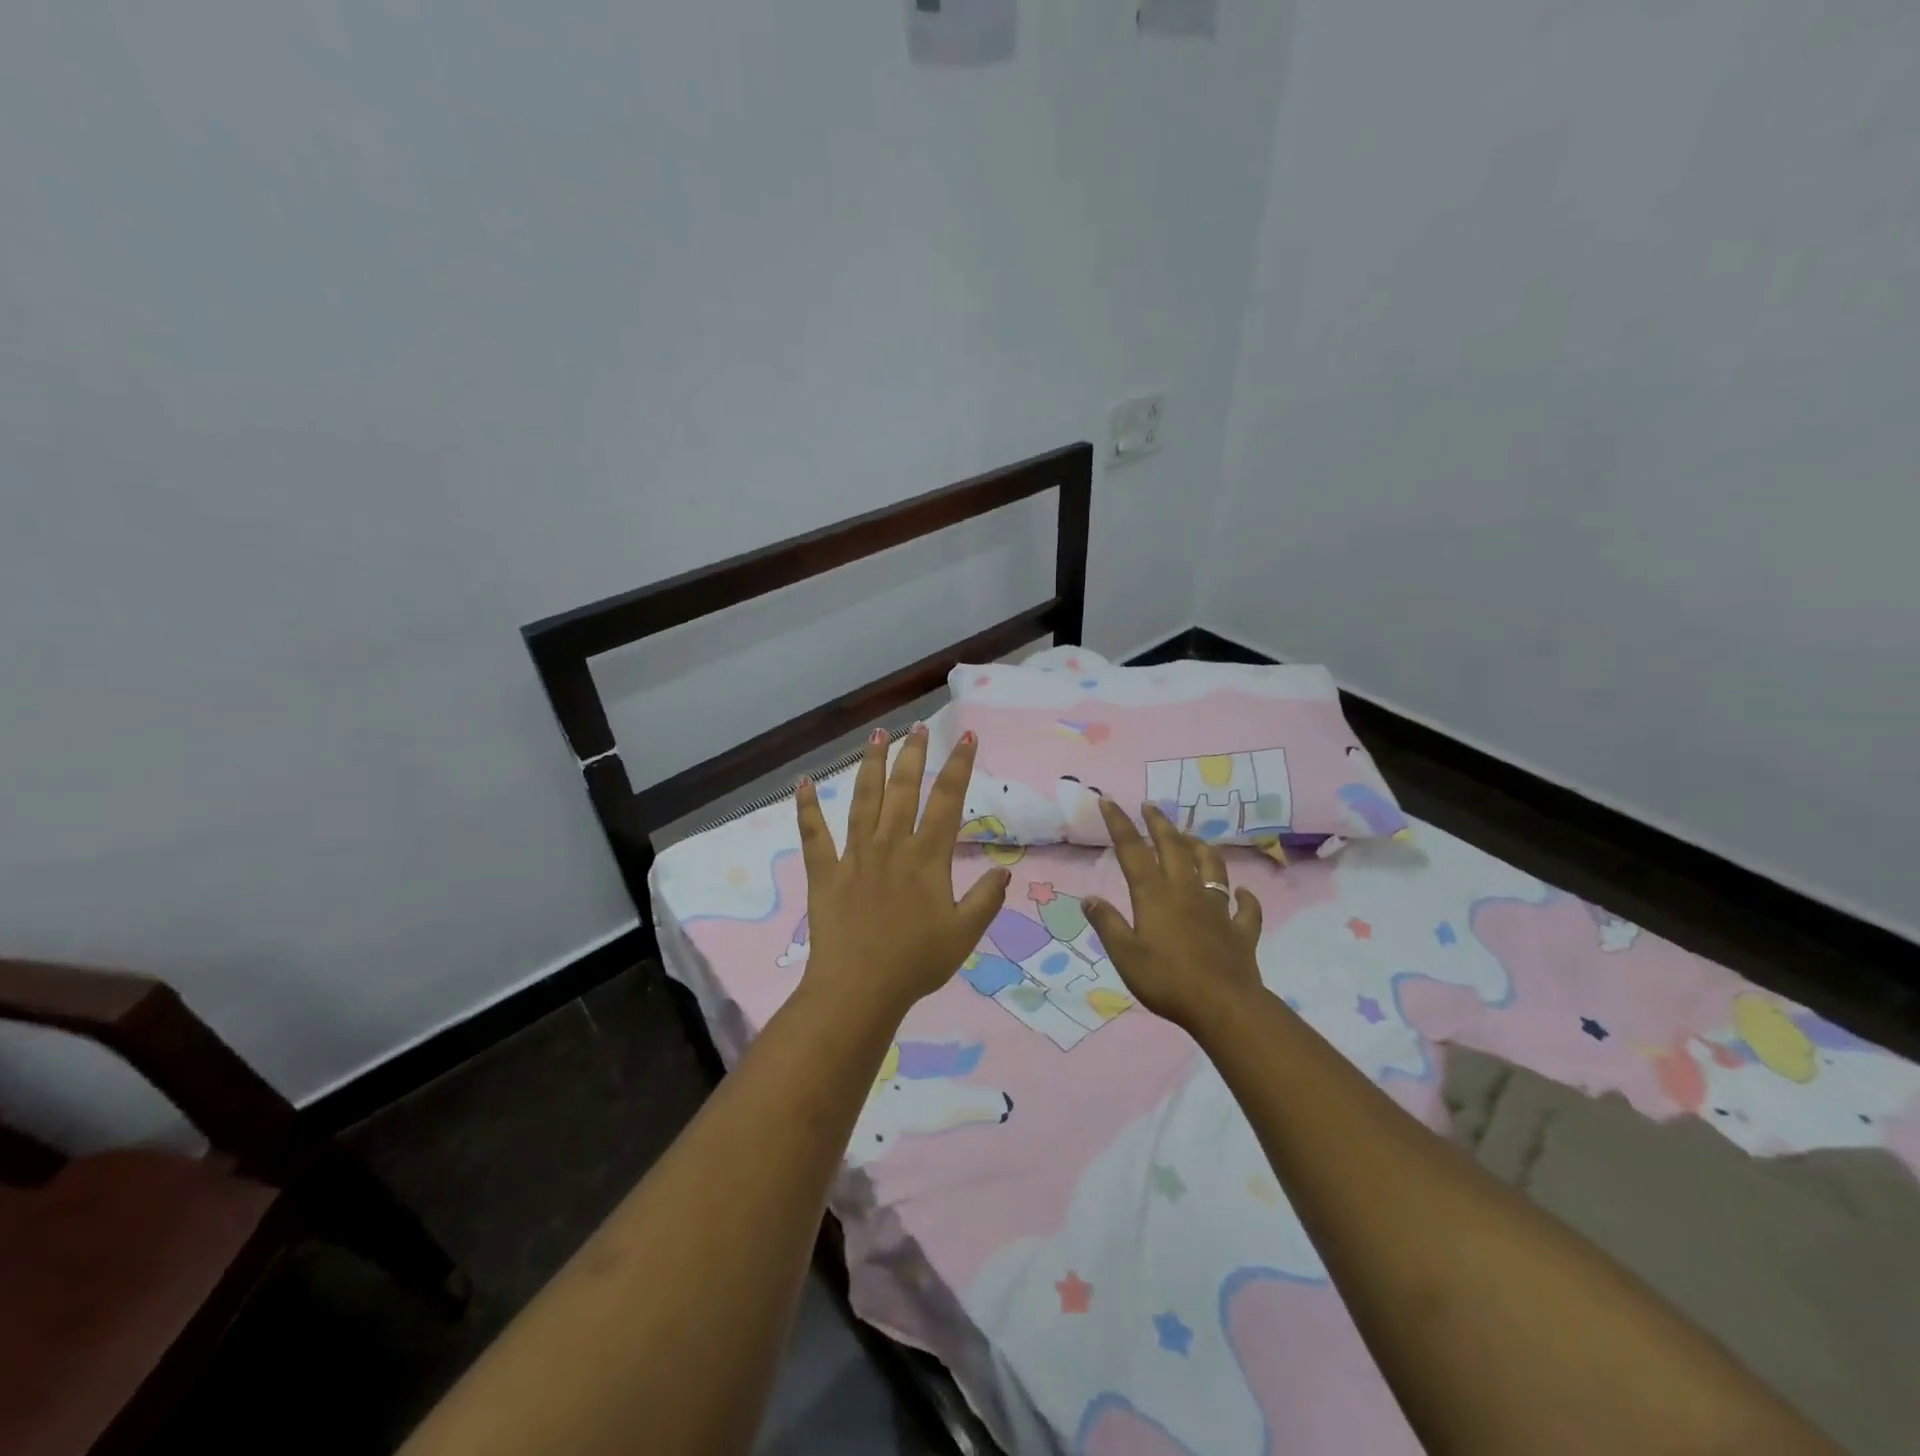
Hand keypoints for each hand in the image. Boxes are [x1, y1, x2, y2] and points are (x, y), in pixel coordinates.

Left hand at [795, 724, 1009, 1021]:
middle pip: (903, 789)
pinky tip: (802, 782)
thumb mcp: (964, 934)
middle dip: (913, 754)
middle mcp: (891, 845)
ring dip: (870, 765)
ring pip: (863, 799)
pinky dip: (806, 808)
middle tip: (917, 727)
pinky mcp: (824, 871)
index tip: (966, 737)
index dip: (958, 766)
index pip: (947, 801)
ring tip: (876, 735)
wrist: (859, 990)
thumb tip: (1003, 870)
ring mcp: (855, 855)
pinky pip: (814, 834)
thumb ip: (986, 899)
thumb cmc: (915, 963)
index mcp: (927, 858)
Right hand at [1084, 799, 1265, 1034]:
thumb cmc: (1167, 981)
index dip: (1120, 824)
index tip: (1109, 800)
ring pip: (1212, 867)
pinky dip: (1244, 898)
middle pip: (1173, 848)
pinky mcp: (1240, 931)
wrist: (1224, 1006)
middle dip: (1160, 824)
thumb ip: (1108, 924)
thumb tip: (1089, 898)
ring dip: (1200, 848)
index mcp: (1155, 895)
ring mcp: (1217, 909)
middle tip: (1150, 806)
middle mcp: (1186, 892)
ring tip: (1191, 838)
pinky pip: (1245, 908)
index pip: (1133, 851)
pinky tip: (1242, 893)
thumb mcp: (1125, 956)